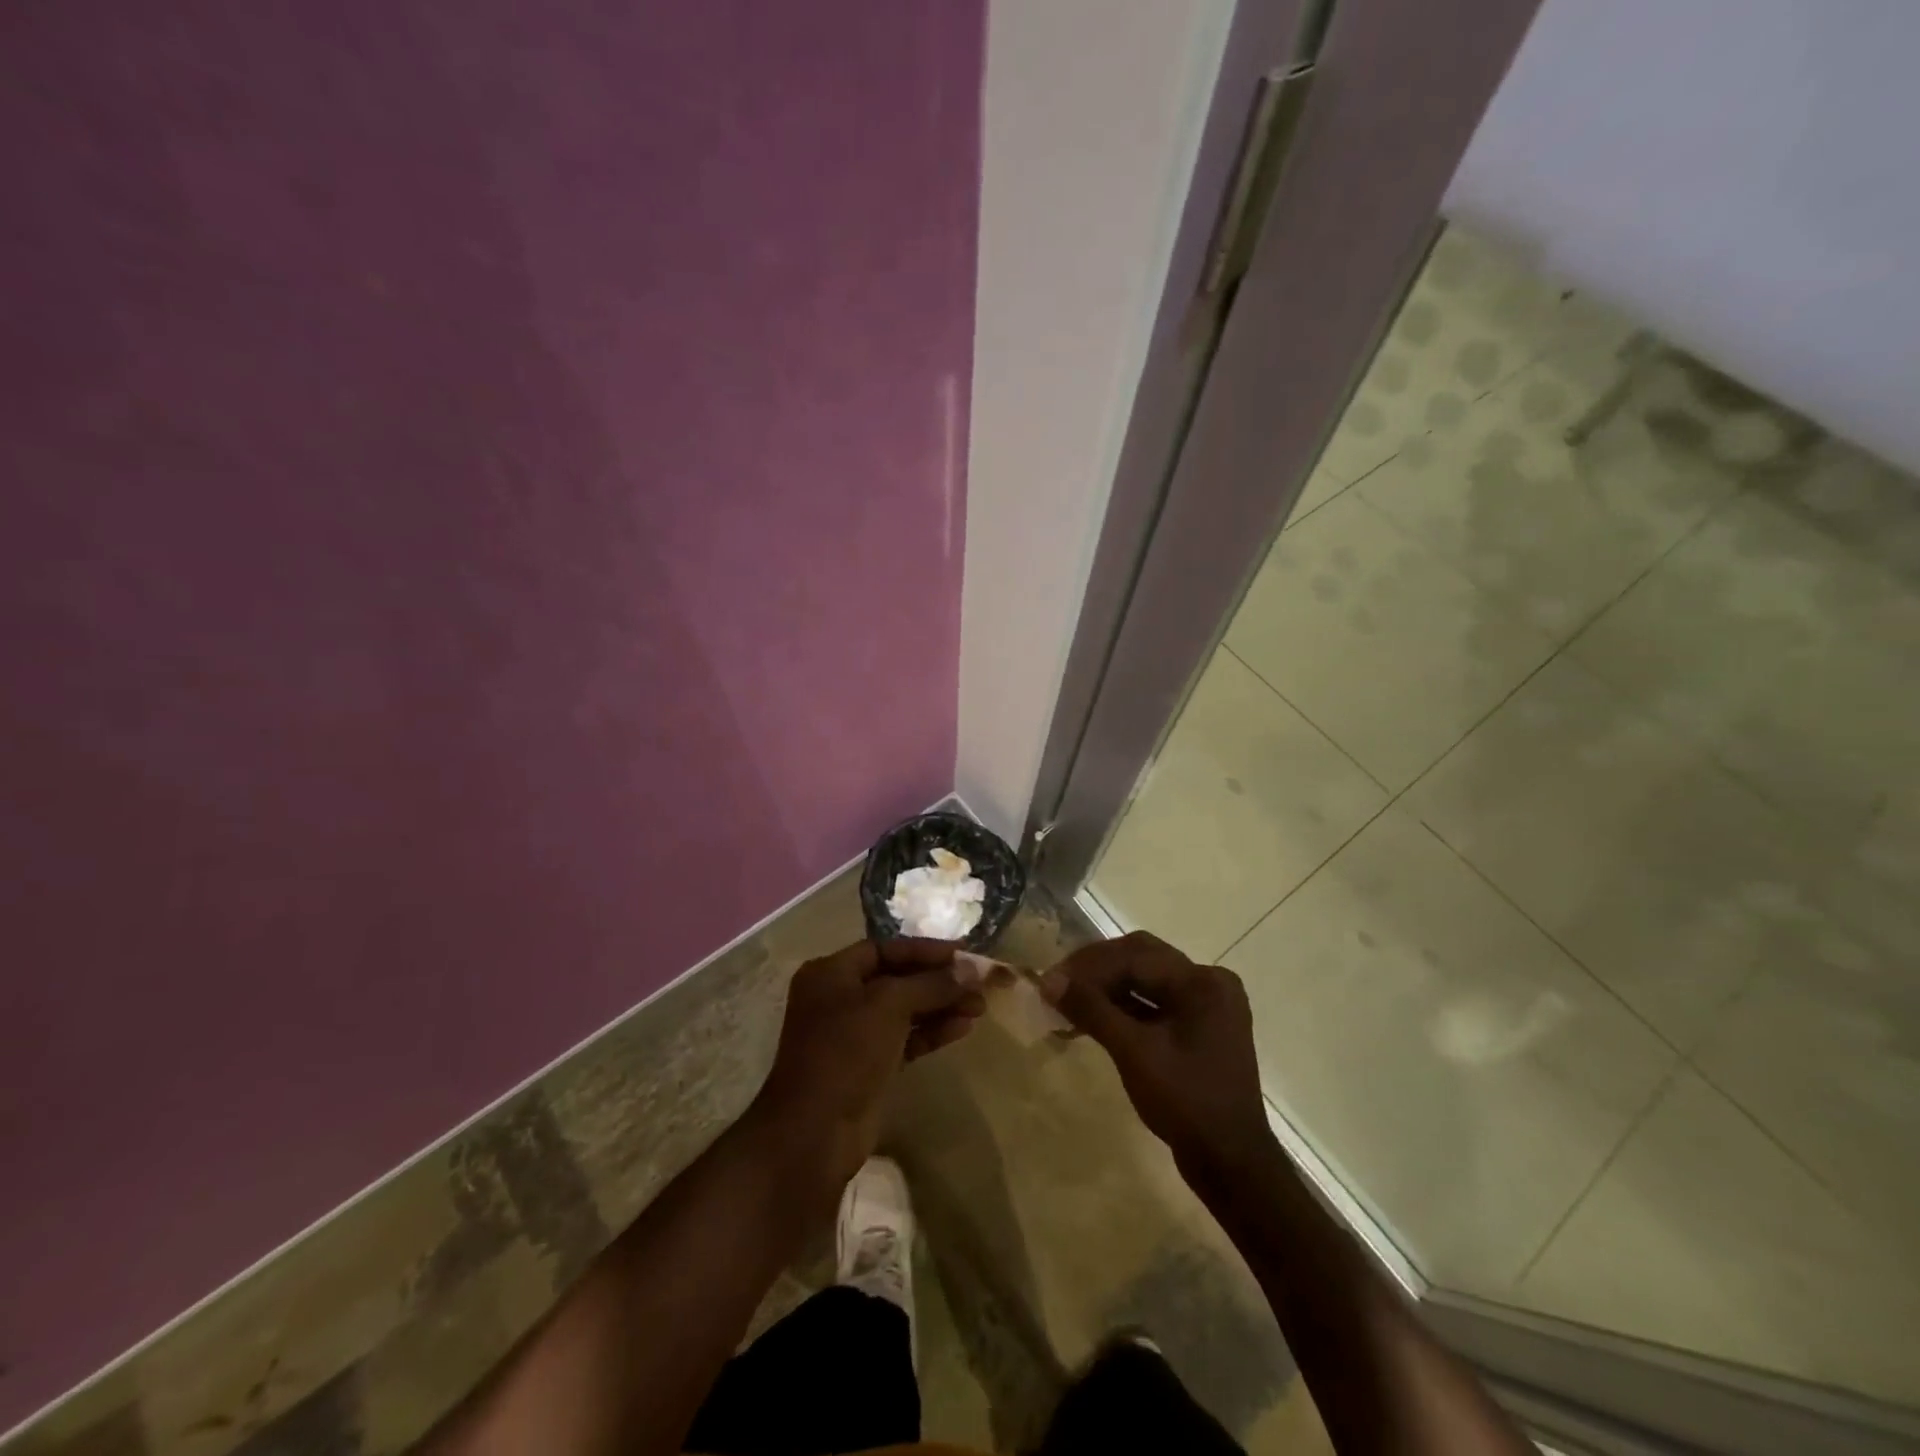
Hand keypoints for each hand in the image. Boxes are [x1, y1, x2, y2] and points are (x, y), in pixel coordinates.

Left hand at [747, 938, 983, 1206]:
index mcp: (832, 973)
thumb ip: (931, 984)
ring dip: (941, 1006)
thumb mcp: (888, 1006)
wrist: (815, 1133)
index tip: (964, 953)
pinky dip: (932, 1031)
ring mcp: (854, 1034)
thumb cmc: (845, 1052)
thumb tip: (972, 969)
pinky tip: (963, 1027)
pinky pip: (906, 1038)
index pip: (886, 949)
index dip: (926, 950)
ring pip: (905, 1010)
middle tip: (980, 983)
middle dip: (939, 980)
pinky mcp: (869, 1065)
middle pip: (898, 979)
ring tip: (981, 1006)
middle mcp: (840, 997)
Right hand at [1043, 931, 1274, 1178]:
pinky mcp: (1197, 1028)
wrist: (1230, 1164)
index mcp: (1201, 982)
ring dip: (1106, 988)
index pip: (1135, 956)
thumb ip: (1092, 1010)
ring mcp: (1205, 1006)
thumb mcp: (1134, 1053)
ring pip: (1145, 980)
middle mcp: (1208, 982)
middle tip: (1059, 984)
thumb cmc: (1186, 1103)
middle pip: (1141, 959)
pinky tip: (1091, 1019)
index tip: (1051, 979)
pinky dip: (1122, 1007)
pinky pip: (1154, 1003)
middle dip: (1096, 970)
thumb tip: (1049, 980)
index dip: (1088, 965)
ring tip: (1067, 1002)